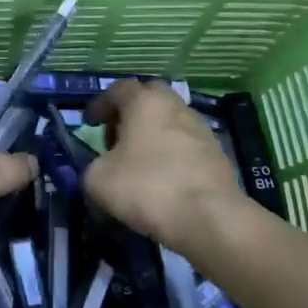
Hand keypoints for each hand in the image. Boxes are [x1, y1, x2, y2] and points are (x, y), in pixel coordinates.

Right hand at [84, 80, 250, 253]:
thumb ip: (93, 166)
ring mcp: (201, 129)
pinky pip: (186, 146)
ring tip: (139, 162)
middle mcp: (175, 106)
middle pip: (149, 98)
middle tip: (116, 137)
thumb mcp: (97, 180)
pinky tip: (163, 180)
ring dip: (153, 135)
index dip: (100, 105)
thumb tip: (102, 169)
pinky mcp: (218, 155)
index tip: (89, 123)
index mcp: (145, 102)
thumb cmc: (147, 187)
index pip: (118, 89)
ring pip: (170, 122)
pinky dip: (171, 155)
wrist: (210, 218)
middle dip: (130, 113)